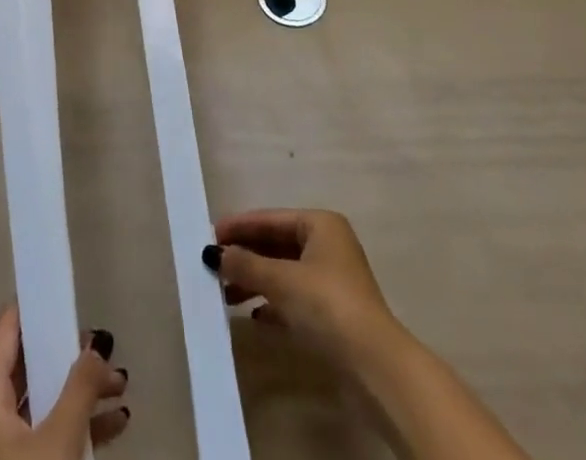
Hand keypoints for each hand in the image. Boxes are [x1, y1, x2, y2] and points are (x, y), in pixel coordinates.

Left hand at [0, 305, 130, 459]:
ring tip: (121, 383)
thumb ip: (80, 386)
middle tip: (104, 342)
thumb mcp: (59, 439)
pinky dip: (82, 423)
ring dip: (84, 390)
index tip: (59, 288)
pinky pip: (54, 433)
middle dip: (69, 352)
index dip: (30, 306)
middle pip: (30, 365)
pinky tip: (117, 422)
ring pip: (47, 400)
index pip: (4, 332)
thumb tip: (97, 344)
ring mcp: (9, 448)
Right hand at [204, 209, 400, 367]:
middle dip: (245, 256)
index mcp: (320, 225)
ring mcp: (332, 281)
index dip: (239, 226)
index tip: (209, 234)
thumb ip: (246, 264)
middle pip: (276, 245)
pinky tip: (254, 315)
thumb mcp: (281, 281)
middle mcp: (327, 246)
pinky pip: (294, 299)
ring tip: (225, 294)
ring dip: (255, 281)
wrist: (375, 367)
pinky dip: (273, 303)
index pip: (270, 219)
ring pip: (284, 273)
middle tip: (214, 265)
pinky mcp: (333, 314)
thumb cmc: (327, 306)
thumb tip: (214, 253)